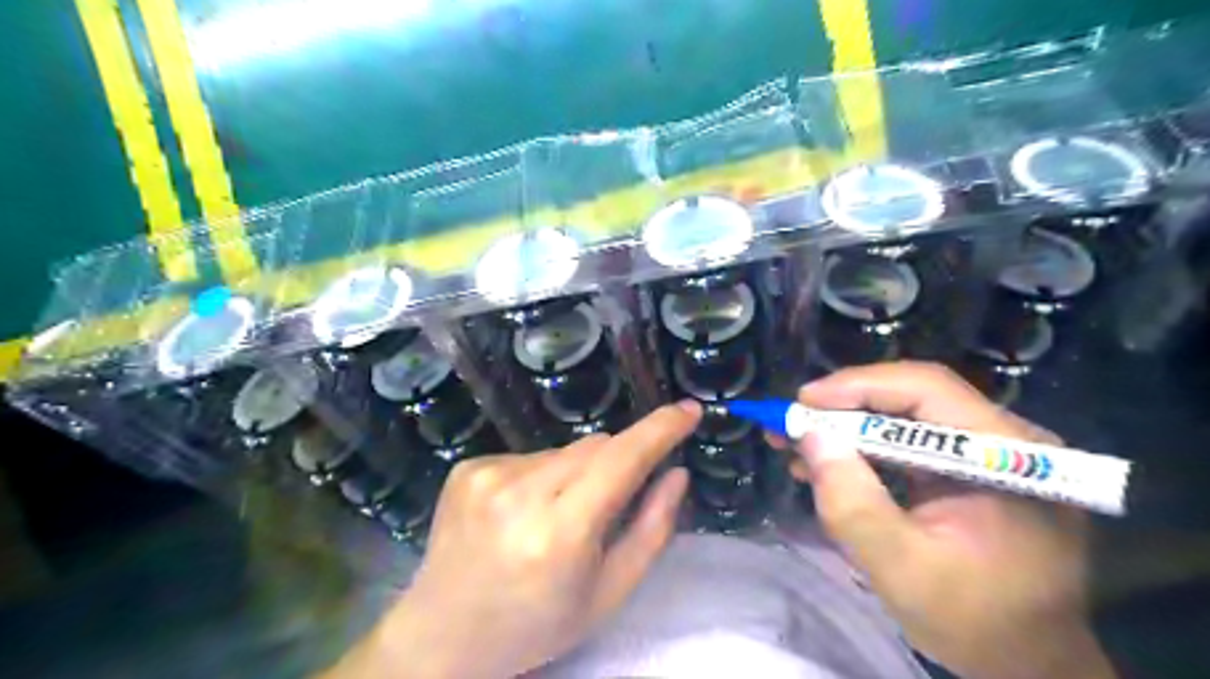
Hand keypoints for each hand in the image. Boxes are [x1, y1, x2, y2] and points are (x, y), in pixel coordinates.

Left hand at [325, 402, 698, 678]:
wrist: (443, 635)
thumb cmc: (537, 624)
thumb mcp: (609, 593)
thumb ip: (652, 530)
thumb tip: (677, 472)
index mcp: (560, 534)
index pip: (621, 461)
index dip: (660, 430)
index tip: (689, 410)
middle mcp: (519, 494)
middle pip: (595, 447)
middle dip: (616, 463)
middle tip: (604, 507)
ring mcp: (487, 475)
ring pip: (564, 449)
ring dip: (576, 472)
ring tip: (555, 517)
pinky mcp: (468, 467)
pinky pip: (530, 455)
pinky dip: (542, 475)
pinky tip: (522, 512)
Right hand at [786, 363, 1113, 678]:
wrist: (1029, 662)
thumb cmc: (975, 623)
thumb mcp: (901, 569)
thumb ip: (853, 503)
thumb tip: (810, 436)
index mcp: (1007, 457)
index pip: (927, 390)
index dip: (859, 386)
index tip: (803, 402)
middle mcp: (1006, 440)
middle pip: (913, 397)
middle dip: (844, 407)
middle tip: (791, 423)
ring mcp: (990, 452)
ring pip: (906, 416)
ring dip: (848, 427)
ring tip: (797, 444)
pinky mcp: (972, 468)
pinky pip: (909, 442)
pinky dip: (864, 448)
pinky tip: (828, 464)